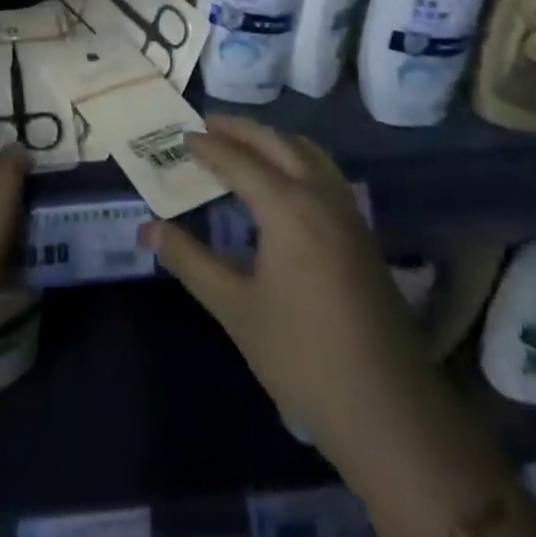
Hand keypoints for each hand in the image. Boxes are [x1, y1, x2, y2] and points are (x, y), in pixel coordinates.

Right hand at [138, 117, 422, 466]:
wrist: (389, 412)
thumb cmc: (302, 357)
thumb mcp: (235, 308)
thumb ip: (189, 261)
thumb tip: (146, 229)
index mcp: (287, 207)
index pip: (239, 161)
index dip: (209, 147)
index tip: (182, 136)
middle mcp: (320, 196)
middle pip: (277, 143)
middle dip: (241, 129)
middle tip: (208, 124)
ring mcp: (348, 213)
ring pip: (308, 152)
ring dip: (273, 139)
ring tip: (244, 143)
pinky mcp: (363, 234)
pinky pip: (325, 172)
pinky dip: (297, 158)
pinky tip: (285, 181)